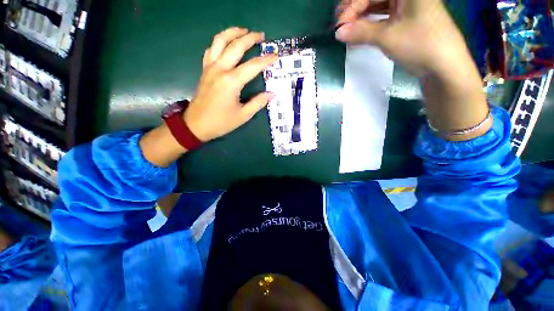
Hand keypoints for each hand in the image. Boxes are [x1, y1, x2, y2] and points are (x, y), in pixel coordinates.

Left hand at [184, 27, 277, 141]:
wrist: (196, 124)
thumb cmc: (221, 122)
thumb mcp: (243, 115)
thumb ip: (258, 103)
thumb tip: (271, 94)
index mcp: (231, 82)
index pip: (253, 66)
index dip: (266, 60)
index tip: (275, 56)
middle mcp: (220, 69)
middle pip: (236, 46)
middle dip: (250, 38)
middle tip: (261, 35)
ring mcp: (210, 68)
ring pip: (219, 41)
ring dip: (232, 33)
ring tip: (243, 30)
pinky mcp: (205, 70)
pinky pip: (211, 50)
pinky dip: (219, 43)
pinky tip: (226, 44)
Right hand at [335, 0, 473, 77]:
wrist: (443, 65)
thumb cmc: (420, 45)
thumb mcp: (388, 37)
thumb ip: (361, 32)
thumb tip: (338, 33)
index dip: (353, 6)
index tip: (339, 25)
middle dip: (355, 10)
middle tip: (340, 26)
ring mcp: (407, 6)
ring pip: (378, 6)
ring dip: (361, 18)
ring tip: (347, 29)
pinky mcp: (406, 18)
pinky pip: (383, 16)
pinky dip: (370, 24)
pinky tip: (359, 32)